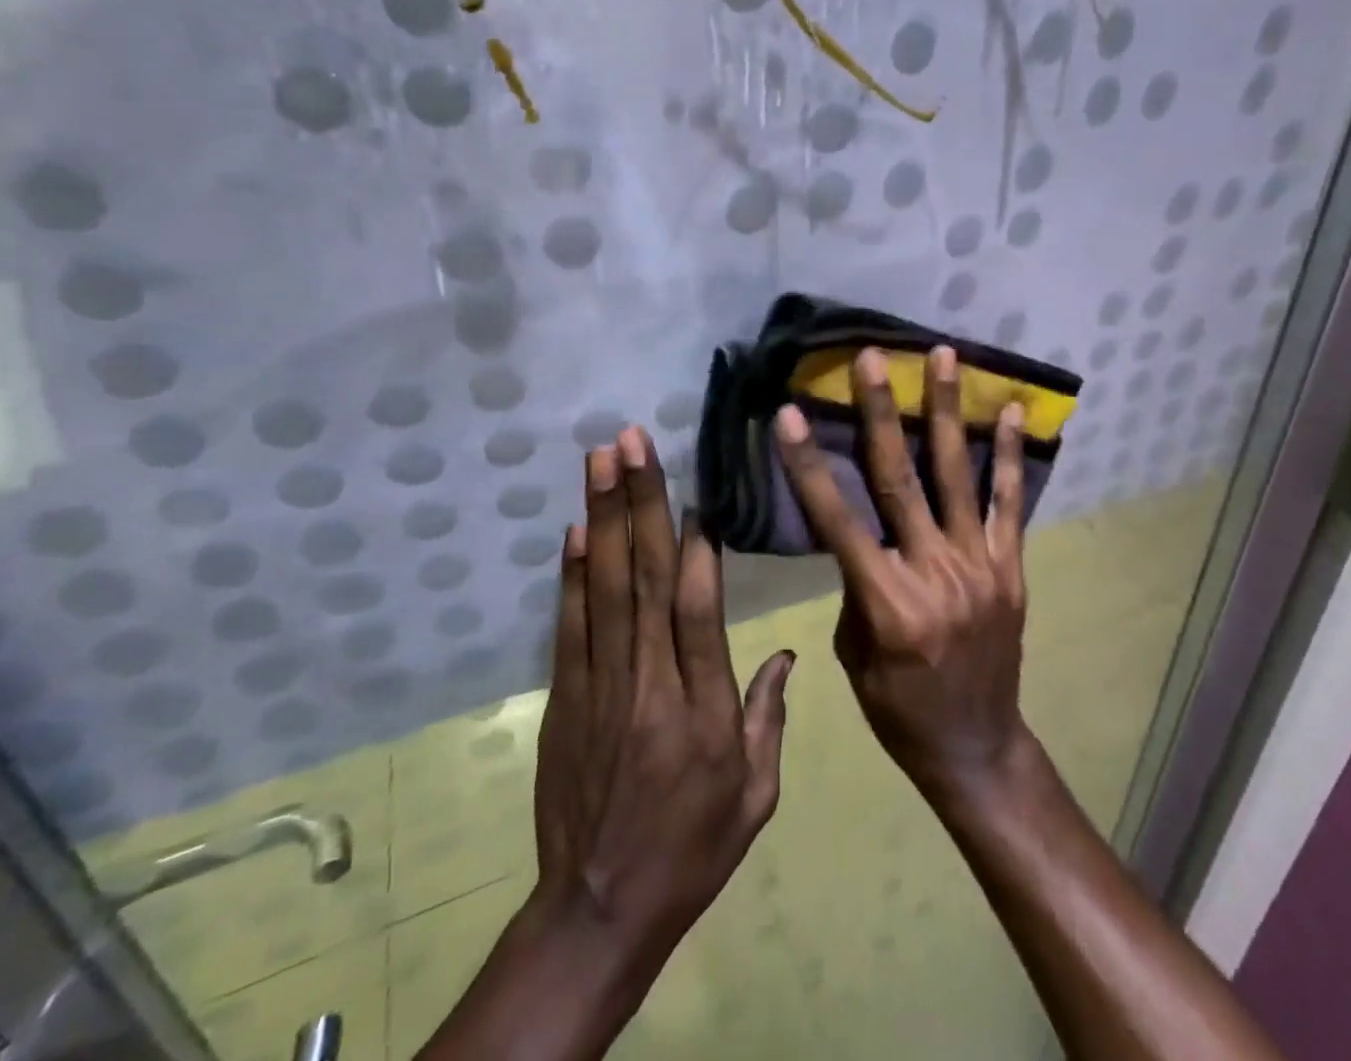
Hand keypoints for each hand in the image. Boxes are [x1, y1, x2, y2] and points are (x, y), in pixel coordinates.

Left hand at [531, 425, 794, 964]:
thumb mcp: (756, 794)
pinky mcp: (565, 697)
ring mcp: (599, 685)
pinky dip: (570, 574)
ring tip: (600, 461)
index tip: (694, 489)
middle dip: (640, 502)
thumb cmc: (693, 849)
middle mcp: (648, 682)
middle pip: (645, 578)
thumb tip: (785, 651)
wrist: (600, 909)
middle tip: (632, 442)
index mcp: (701, 706)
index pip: (697, 609)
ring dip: (602, 517)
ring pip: (604, 587)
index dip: (695, 545)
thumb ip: (769, 716)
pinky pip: (569, 625)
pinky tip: (575, 529)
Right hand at [773, 345, 1030, 798]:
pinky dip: (1009, 455)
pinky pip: (1008, 503)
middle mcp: (933, 572)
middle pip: (899, 479)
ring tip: (944, 355)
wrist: (975, 745)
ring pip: (957, 475)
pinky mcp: (1010, 567)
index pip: (836, 520)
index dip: (808, 465)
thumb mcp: (855, 653)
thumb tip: (857, 529)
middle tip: (872, 358)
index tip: (788, 414)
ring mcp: (979, 565)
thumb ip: (856, 584)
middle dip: (881, 412)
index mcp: (885, 601)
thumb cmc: (898, 709)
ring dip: (947, 411)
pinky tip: (1010, 411)